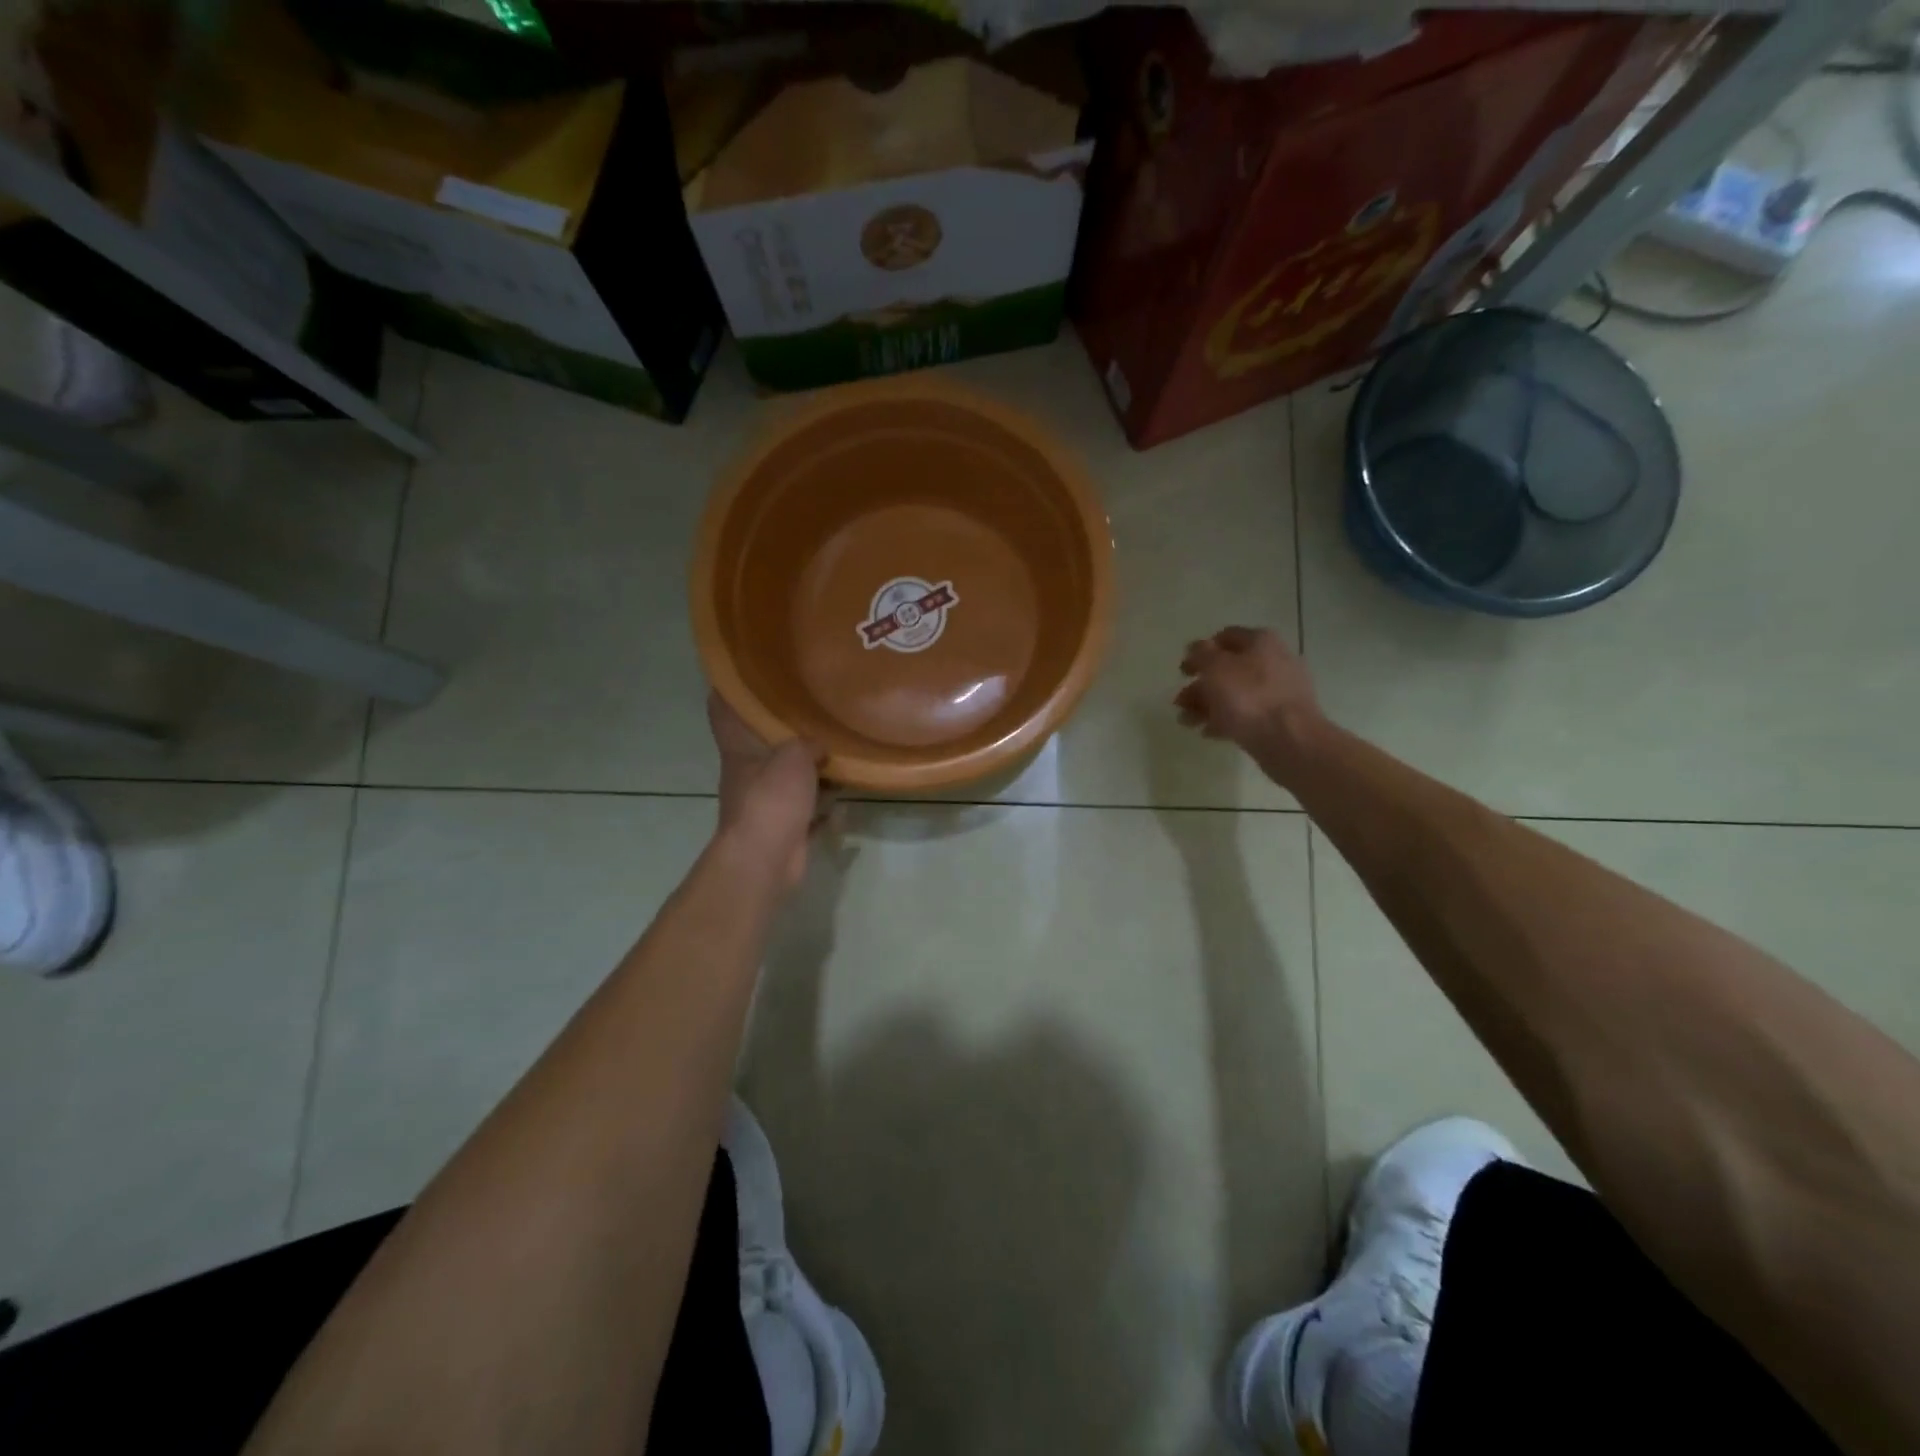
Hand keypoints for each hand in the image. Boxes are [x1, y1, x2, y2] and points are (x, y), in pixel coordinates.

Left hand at [708, 692, 828, 888]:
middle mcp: (749, 774)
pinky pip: (809, 809)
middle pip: (763, 746)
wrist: (766, 859)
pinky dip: (825, 804)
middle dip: (784, 731)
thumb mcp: (794, 757)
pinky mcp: (785, 827)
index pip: (724, 712)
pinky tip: (846, 794)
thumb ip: (808, 743)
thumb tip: (820, 746)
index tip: (744, 673)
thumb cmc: (771, 799)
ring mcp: (765, 803)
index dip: (729, 691)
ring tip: (837, 748)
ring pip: (788, 777)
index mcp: (739, 751)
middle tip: (811, 708)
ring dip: (809, 769)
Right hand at [1175, 627, 1324, 763]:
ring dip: (1208, 705)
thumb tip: (1195, 647)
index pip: (1224, 637)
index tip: (1183, 672)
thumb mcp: (1215, 668)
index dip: (1200, 652)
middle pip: (1228, 668)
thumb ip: (1201, 654)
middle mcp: (1273, 660)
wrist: (1290, 739)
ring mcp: (1279, 690)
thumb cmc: (1248, 697)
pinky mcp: (1280, 717)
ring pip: (1235, 693)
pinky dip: (1226, 720)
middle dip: (1200, 685)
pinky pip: (1247, 714)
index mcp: (1260, 641)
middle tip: (1180, 702)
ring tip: (1188, 722)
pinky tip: (1209, 732)